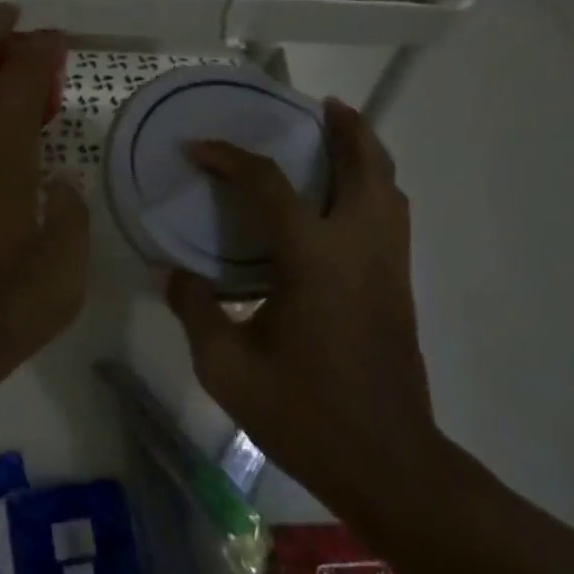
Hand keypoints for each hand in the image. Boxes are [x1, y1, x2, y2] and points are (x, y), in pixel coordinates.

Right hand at [165, 99, 441, 518]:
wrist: (391, 468)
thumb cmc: (306, 414)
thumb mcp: (229, 370)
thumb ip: (195, 311)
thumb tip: (174, 274)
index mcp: (314, 259)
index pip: (269, 184)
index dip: (230, 158)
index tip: (197, 149)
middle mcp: (358, 248)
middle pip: (364, 167)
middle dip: (347, 128)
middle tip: (321, 105)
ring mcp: (387, 267)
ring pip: (390, 189)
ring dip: (368, 154)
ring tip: (342, 137)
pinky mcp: (399, 287)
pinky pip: (392, 216)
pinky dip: (375, 187)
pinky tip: (347, 200)